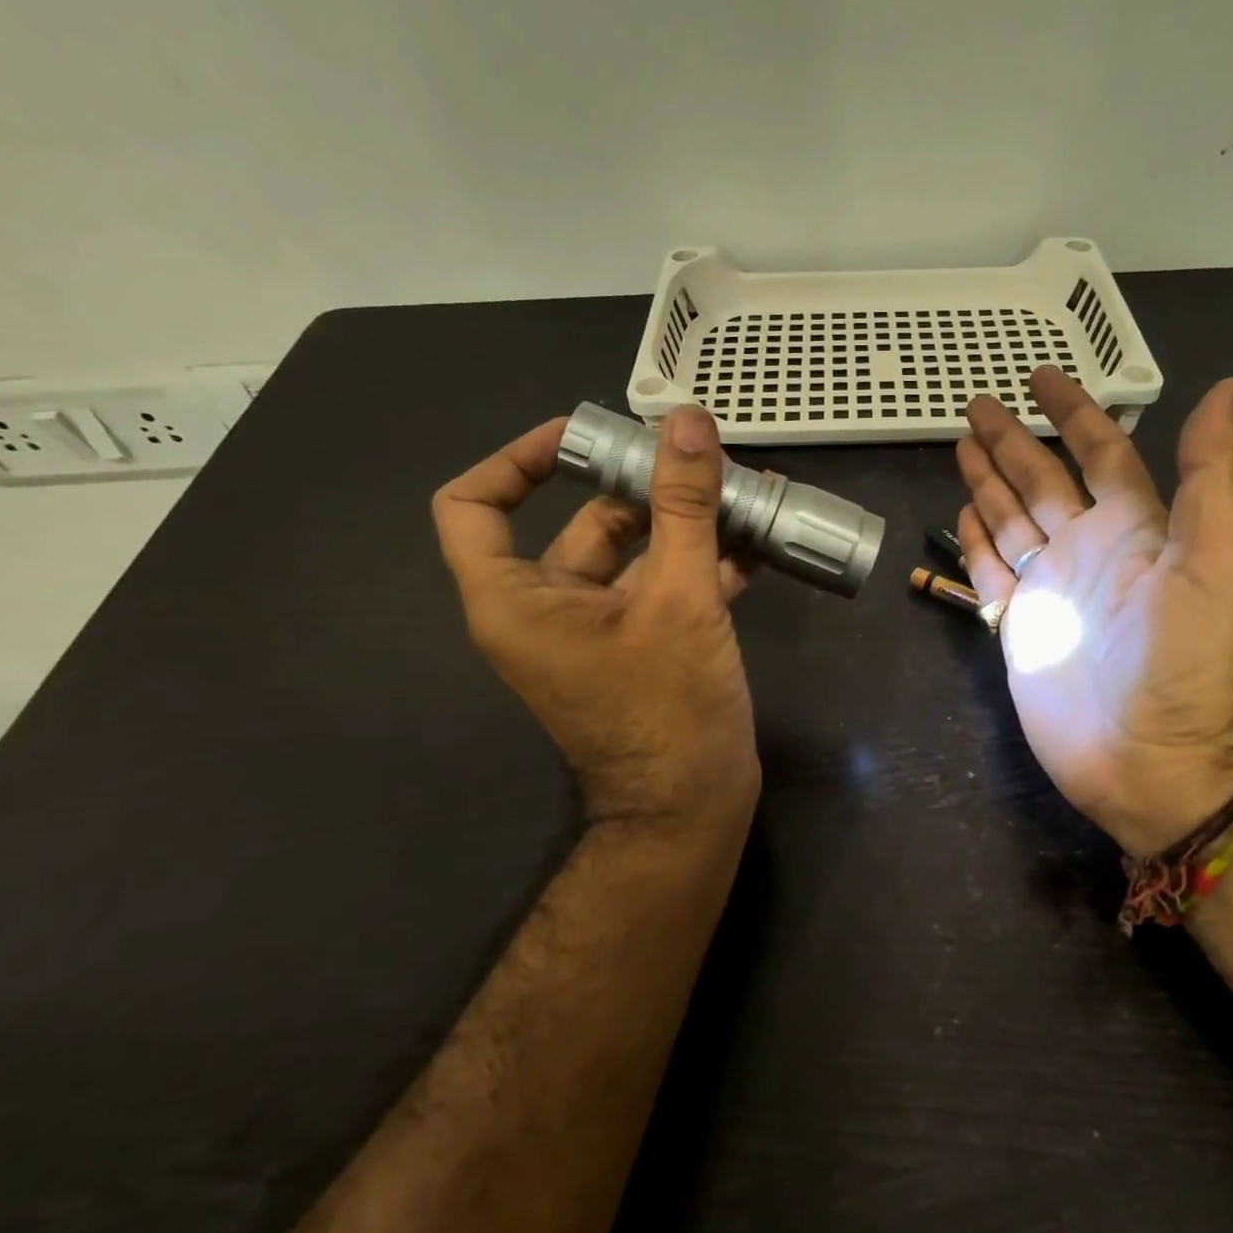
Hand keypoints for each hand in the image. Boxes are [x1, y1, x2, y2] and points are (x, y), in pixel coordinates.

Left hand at [433, 405, 758, 836]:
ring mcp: (600, 631)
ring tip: (749, 491)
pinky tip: (759, 542)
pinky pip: (664, 587)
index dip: (518, 458)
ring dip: (689, 523)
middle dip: (648, 486)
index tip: (582, 434)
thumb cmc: (669, 710)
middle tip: (705, 458)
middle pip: (583, 521)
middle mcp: (548, 610)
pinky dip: (704, 562)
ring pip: (637, 554)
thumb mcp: (680, 599)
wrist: (691, 810)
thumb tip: (689, 423)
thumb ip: (684, 508)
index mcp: (518, 599)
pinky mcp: (643, 647)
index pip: (473, 506)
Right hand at [956, 367, 1232, 854]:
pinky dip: (976, 541)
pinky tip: (963, 514)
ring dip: (989, 482)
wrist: (1148, 759)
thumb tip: (1232, 387)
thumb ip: (1214, 477)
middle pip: (1043, 481)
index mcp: (1136, 527)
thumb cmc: (1185, 662)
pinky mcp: (1019, 626)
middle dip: (1012, 441)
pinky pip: (992, 571)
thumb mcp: (1219, 563)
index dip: (1073, 412)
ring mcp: (1050, 588)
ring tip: (962, 447)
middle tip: (978, 405)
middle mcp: (1089, 549)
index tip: (1041, 377)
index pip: (1100, 452)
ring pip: (1012, 520)